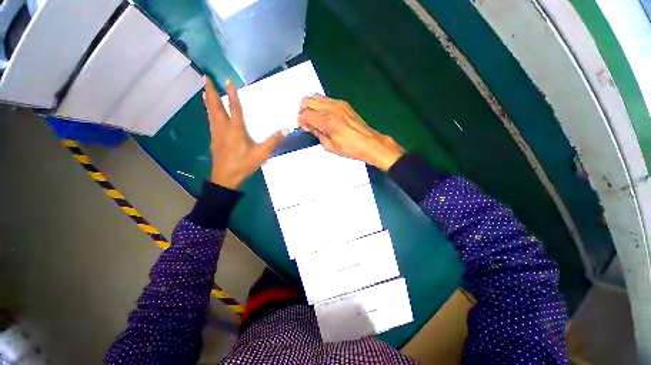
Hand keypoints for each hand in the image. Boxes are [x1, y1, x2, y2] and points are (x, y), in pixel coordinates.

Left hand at [204, 77, 287, 188]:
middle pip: (215, 107)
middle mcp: (224, 128)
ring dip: (208, 101)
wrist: (226, 178)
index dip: (232, 94)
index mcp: (236, 129)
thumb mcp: (262, 154)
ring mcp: (216, 134)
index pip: (234, 108)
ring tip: (204, 91)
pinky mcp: (214, 140)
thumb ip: (273, 141)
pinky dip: (209, 112)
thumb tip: (286, 129)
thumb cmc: (244, 164)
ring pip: (210, 113)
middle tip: (204, 78)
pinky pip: (210, 121)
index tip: (227, 80)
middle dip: (210, 91)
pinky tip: (210, 114)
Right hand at [298, 96, 404, 170]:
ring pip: (316, 96)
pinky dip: (320, 105)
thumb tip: (309, 127)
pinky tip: (324, 115)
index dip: (300, 120)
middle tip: (305, 121)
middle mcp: (332, 109)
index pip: (305, 114)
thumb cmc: (351, 148)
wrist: (369, 143)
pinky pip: (326, 99)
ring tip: (313, 117)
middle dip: (302, 110)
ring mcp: (339, 104)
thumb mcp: (330, 147)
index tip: (301, 126)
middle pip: (307, 100)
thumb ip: (317, 134)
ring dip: (311, 106)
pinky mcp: (344, 104)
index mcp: (328, 122)